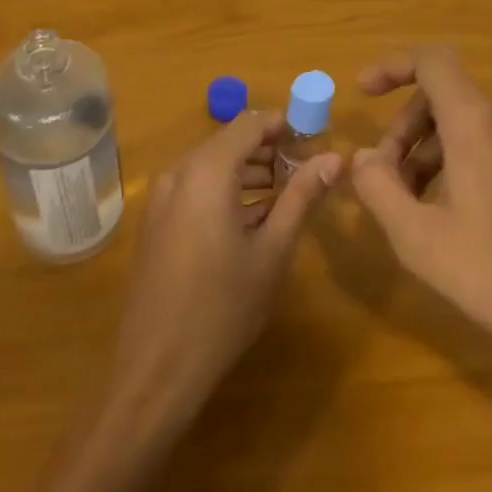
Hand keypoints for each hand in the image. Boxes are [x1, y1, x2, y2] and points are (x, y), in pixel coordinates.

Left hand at [105, 110, 341, 431]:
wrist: (155, 367)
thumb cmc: (223, 307)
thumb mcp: (273, 250)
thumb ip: (302, 197)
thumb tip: (336, 158)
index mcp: (207, 171)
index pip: (250, 124)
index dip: (285, 124)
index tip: (317, 139)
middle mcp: (179, 173)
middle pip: (230, 141)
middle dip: (270, 149)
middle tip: (308, 170)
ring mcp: (162, 197)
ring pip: (213, 164)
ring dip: (250, 171)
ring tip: (288, 194)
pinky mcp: (156, 221)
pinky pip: (196, 187)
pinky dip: (226, 190)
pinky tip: (254, 218)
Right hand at [349, 46, 491, 398]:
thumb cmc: (487, 271)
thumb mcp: (414, 234)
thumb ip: (377, 186)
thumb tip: (363, 156)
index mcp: (474, 123)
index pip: (432, 60)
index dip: (393, 66)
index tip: (363, 93)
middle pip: (439, 96)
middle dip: (402, 129)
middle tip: (382, 176)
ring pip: (459, 121)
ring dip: (423, 149)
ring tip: (406, 200)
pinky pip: (482, 140)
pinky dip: (451, 159)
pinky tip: (440, 207)